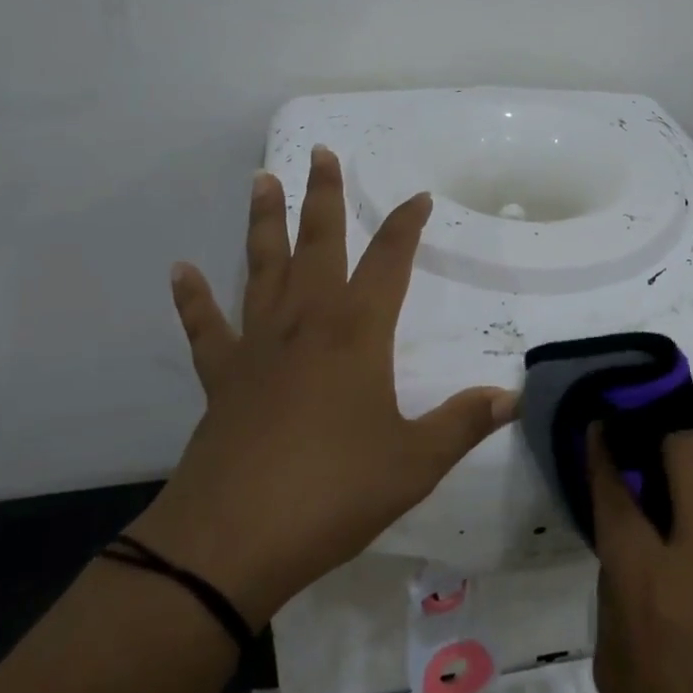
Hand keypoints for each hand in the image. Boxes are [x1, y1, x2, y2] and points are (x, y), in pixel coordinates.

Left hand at [128, 147, 514, 627]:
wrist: (233, 539)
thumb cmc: (334, 492)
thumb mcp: (414, 462)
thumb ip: (463, 423)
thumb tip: (511, 397)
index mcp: (357, 333)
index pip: (390, 262)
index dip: (406, 226)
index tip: (419, 197)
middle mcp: (306, 323)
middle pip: (318, 243)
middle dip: (324, 196)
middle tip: (321, 153)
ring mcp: (258, 346)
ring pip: (261, 267)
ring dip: (264, 222)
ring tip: (262, 180)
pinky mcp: (221, 377)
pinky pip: (206, 327)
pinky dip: (193, 298)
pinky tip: (181, 271)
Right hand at [588, 428, 692, 692]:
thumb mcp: (615, 676)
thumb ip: (618, 593)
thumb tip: (628, 544)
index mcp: (653, 588)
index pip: (621, 491)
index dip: (605, 450)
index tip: (601, 425)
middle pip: (692, 454)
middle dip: (666, 442)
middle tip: (651, 467)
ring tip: (689, 539)